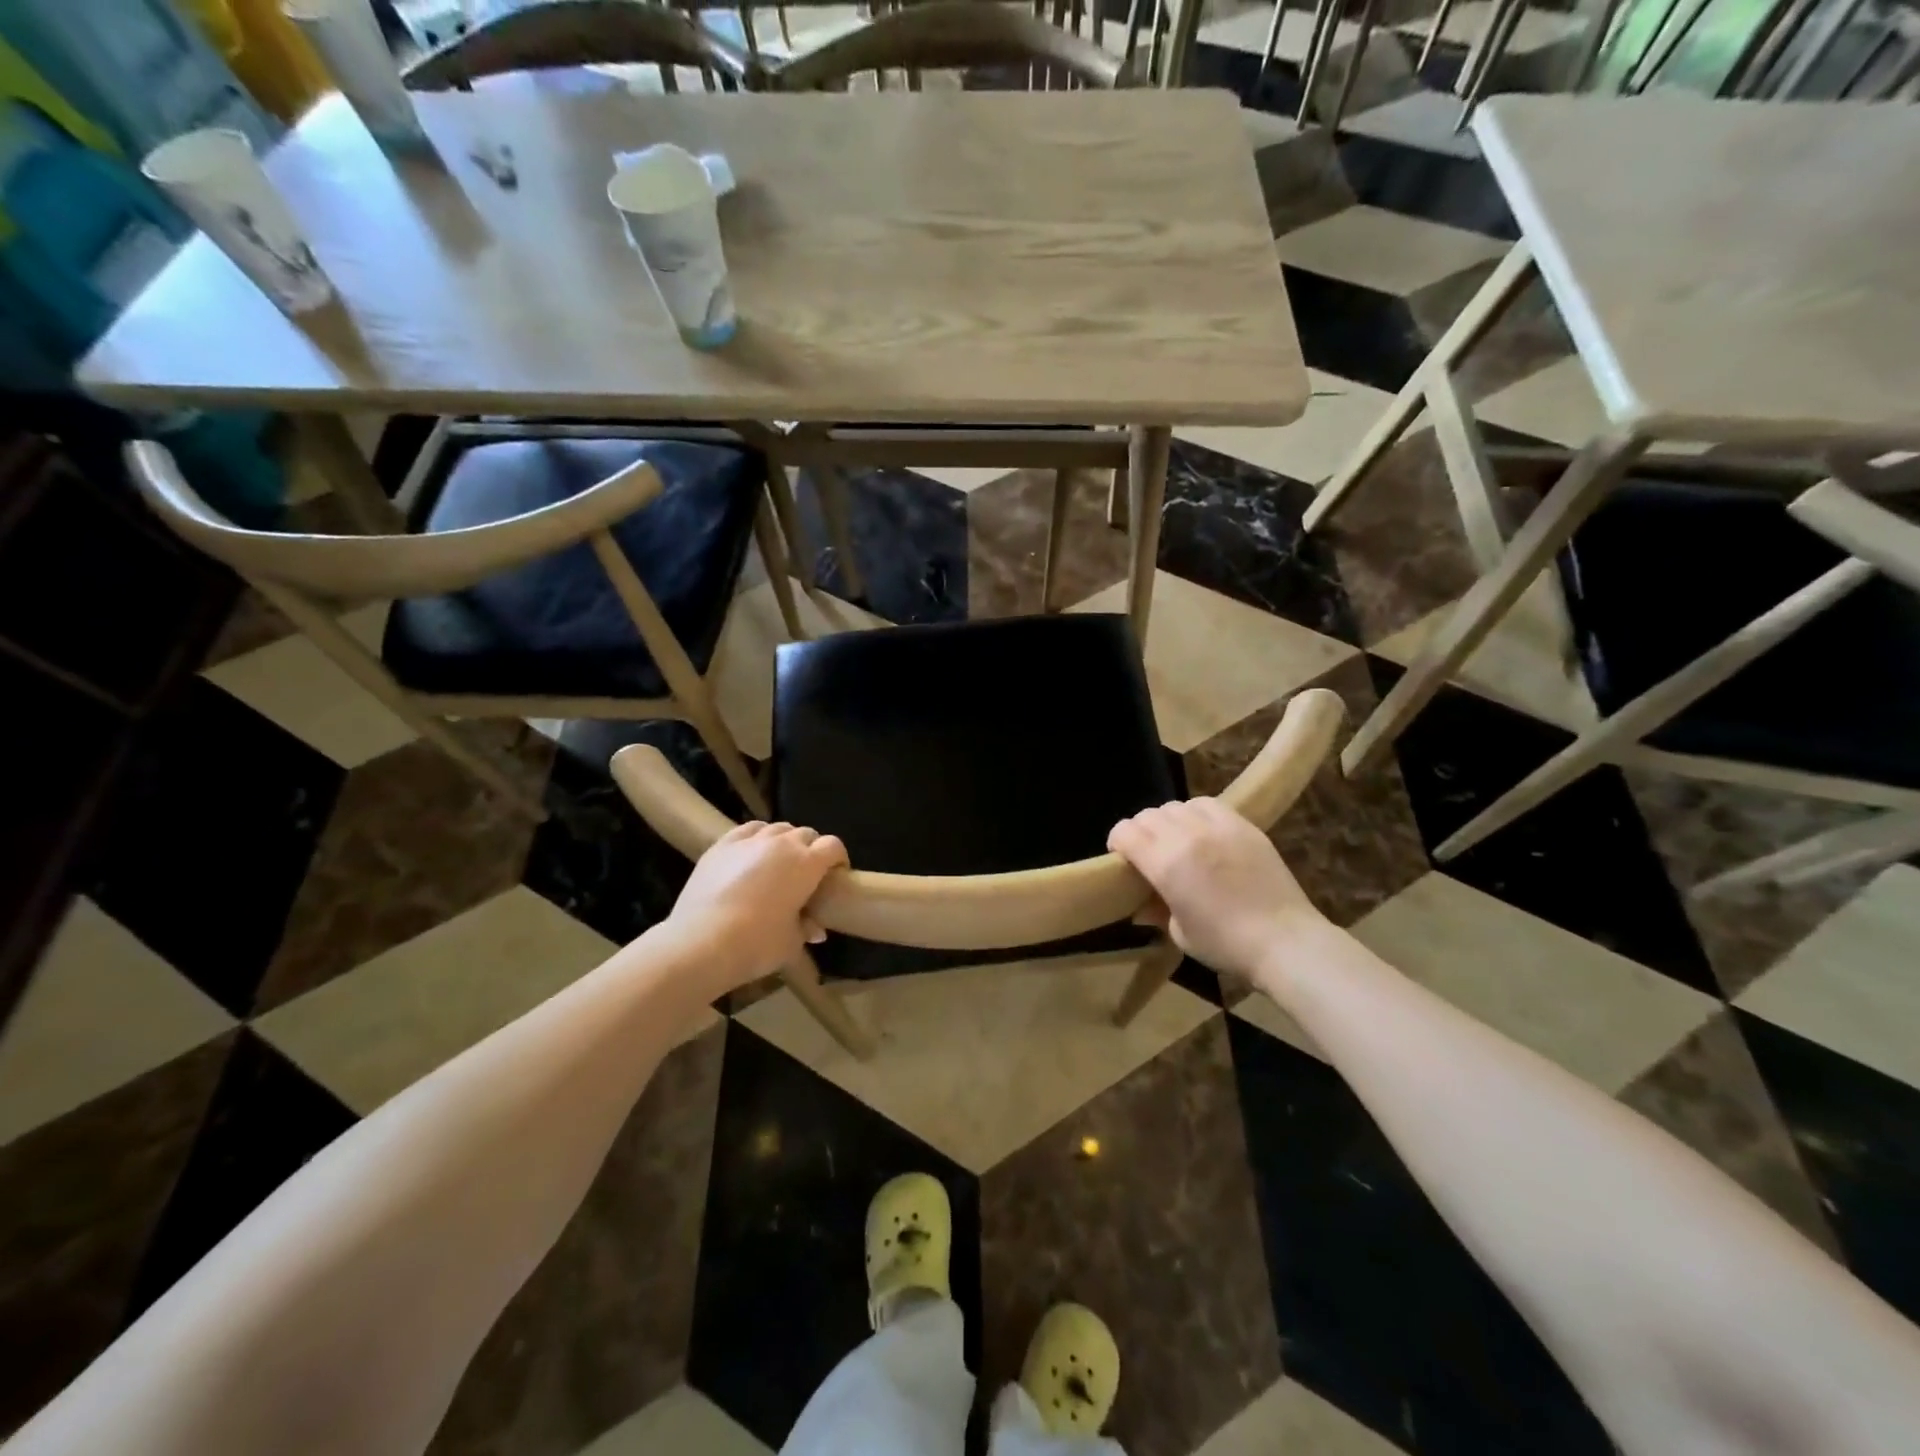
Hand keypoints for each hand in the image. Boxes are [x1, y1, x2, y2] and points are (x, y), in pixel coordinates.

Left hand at [665, 822, 848, 992]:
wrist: (701, 942)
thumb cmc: (756, 944)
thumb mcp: (791, 943)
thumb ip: (806, 930)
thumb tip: (816, 930)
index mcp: (807, 864)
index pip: (833, 846)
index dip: (838, 858)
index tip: (836, 874)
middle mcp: (782, 844)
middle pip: (806, 834)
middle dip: (811, 849)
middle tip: (806, 873)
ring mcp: (750, 841)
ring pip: (777, 828)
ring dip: (784, 841)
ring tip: (778, 861)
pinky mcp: (722, 845)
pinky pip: (748, 830)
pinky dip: (756, 837)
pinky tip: (751, 853)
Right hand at [1107, 798, 1325, 980]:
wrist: (1284, 940)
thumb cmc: (1226, 944)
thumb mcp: (1180, 933)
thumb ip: (1157, 910)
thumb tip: (1141, 905)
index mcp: (1165, 864)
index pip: (1126, 832)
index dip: (1117, 842)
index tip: (1121, 858)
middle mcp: (1186, 837)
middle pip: (1147, 816)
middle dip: (1139, 832)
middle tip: (1146, 852)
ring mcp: (1217, 826)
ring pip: (1176, 806)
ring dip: (1166, 821)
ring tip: (1175, 840)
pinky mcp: (1242, 824)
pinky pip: (1207, 804)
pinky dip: (1195, 812)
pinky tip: (1201, 831)